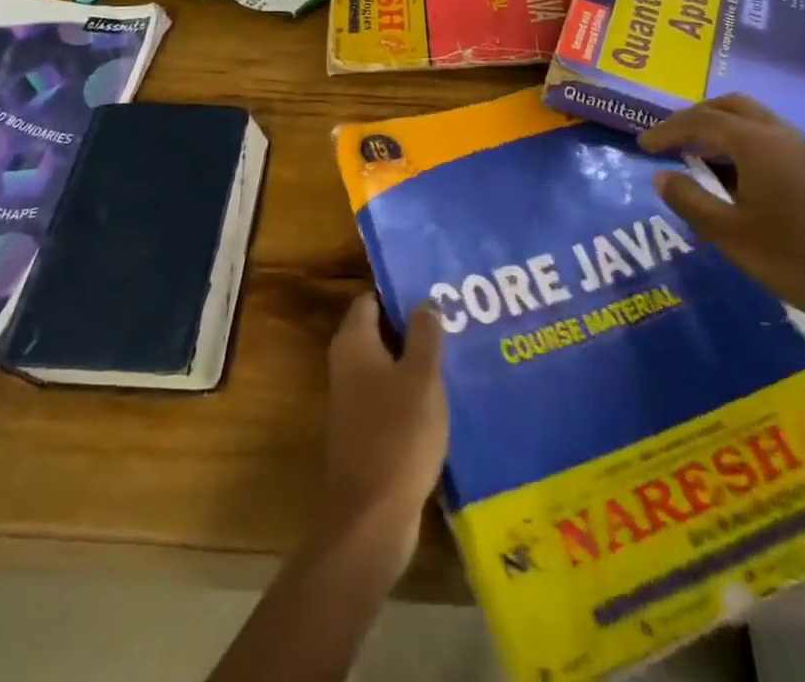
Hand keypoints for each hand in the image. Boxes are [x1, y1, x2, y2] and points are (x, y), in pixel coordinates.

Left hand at [320, 292, 448, 575]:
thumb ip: (424, 334)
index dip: (398, 290)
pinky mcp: (366, 432)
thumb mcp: (421, 377)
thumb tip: (425, 300)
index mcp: (354, 343)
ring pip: (388, 364)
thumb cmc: (397, 435)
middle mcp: (347, 366)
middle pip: (379, 330)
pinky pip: (391, 396)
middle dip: (413, 323)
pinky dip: (413, 390)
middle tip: (453, 315)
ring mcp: (354, 401)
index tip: (432, 285)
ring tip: (457, 348)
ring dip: (416, 358)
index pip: (371, 299)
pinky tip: (445, 393)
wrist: (370, 519)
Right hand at [640, 94, 804, 338]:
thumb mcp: (730, 235)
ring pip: (753, 118)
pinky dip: (740, 140)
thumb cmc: (795, 260)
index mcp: (757, 144)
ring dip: (720, 125)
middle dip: (695, 116)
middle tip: (669, 138)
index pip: (701, 121)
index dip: (668, 130)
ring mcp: (804, 151)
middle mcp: (781, 135)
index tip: (642, 145)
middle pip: (730, 106)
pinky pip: (768, 136)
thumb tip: (661, 176)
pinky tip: (733, 171)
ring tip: (695, 150)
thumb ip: (690, 201)